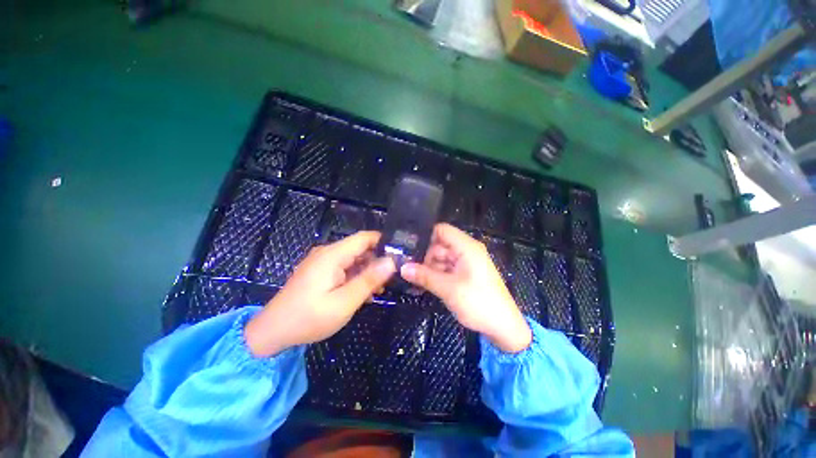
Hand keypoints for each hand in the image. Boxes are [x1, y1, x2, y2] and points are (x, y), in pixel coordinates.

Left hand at [245, 231, 395, 356]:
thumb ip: (369, 280)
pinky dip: (356, 277)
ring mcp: (322, 262)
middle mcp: (328, 253)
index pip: (364, 238)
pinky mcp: (320, 271)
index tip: (400, 255)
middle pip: (360, 249)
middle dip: (377, 260)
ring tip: (380, 289)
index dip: (384, 242)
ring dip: (368, 271)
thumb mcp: (344, 302)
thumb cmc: (308, 318)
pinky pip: (344, 268)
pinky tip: (363, 293)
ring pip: (354, 259)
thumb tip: (391, 262)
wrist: (271, 332)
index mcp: (332, 255)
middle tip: (393, 277)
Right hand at [400, 224, 531, 352]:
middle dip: (425, 257)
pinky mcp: (466, 273)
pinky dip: (437, 275)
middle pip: (440, 245)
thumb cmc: (478, 303)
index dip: (426, 237)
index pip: (442, 230)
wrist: (503, 327)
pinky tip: (425, 285)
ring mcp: (467, 262)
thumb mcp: (448, 289)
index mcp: (466, 247)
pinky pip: (447, 268)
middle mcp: (467, 250)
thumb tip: (403, 268)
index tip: (410, 249)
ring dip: (429, 268)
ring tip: (414, 280)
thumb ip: (424, 276)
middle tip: (408, 270)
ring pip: (442, 258)